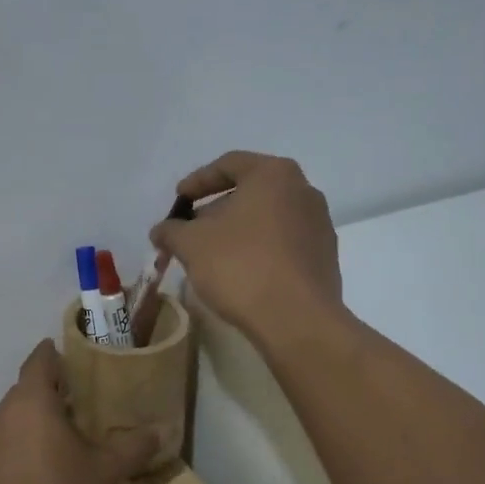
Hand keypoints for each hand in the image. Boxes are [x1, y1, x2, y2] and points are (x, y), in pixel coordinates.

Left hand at [0, 341, 159, 483]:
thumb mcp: (107, 473)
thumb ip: (133, 447)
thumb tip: (160, 431)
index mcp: (31, 403)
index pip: (39, 361)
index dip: (54, 354)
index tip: (71, 356)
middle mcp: (0, 417)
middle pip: (24, 391)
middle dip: (48, 392)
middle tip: (77, 402)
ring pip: (9, 421)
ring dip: (31, 423)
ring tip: (58, 438)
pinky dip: (16, 450)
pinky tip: (35, 474)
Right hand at [150, 151, 343, 340]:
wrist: (296, 319)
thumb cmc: (240, 266)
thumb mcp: (191, 244)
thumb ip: (171, 231)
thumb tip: (161, 231)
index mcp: (274, 174)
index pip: (229, 164)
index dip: (197, 181)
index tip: (178, 200)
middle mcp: (303, 191)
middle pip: (250, 191)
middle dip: (216, 209)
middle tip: (190, 230)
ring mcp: (318, 224)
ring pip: (267, 218)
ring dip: (237, 230)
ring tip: (211, 254)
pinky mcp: (324, 257)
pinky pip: (283, 242)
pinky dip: (258, 249)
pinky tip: (239, 272)